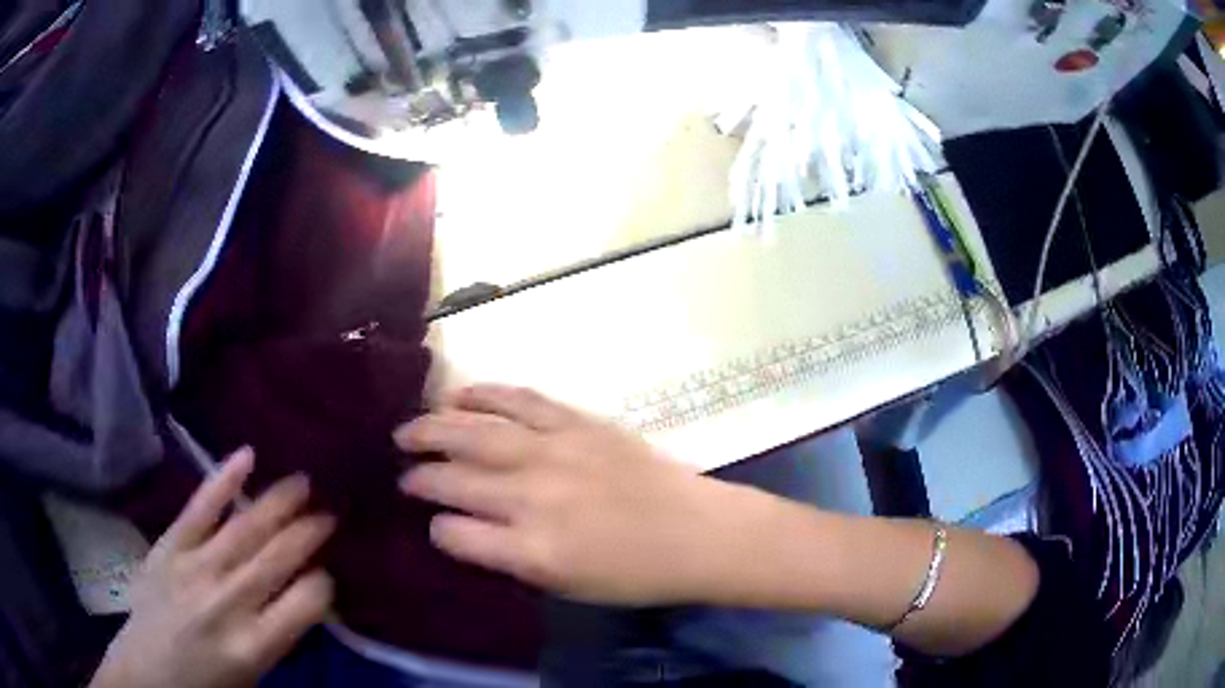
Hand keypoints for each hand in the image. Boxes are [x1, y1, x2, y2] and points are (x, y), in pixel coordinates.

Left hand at [91, 449, 335, 687]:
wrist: (149, 673)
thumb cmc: (207, 685)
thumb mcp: (253, 676)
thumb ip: (276, 636)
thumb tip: (299, 597)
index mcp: (254, 646)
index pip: (305, 603)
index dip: (322, 584)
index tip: (326, 575)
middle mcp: (228, 603)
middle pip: (276, 559)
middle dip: (308, 534)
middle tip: (331, 513)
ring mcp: (195, 568)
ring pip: (244, 528)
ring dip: (277, 503)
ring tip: (303, 482)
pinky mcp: (169, 547)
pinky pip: (200, 508)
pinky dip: (223, 480)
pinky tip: (247, 456)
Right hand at [394, 385, 775, 605]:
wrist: (696, 532)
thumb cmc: (633, 574)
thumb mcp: (565, 586)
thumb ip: (510, 557)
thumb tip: (466, 530)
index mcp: (531, 549)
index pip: (455, 533)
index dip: (436, 527)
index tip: (432, 523)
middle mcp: (533, 496)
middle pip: (456, 477)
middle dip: (421, 472)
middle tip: (400, 467)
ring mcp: (555, 451)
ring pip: (477, 431)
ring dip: (435, 426)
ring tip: (410, 427)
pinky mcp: (578, 423)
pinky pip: (521, 399)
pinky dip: (485, 394)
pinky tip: (460, 394)